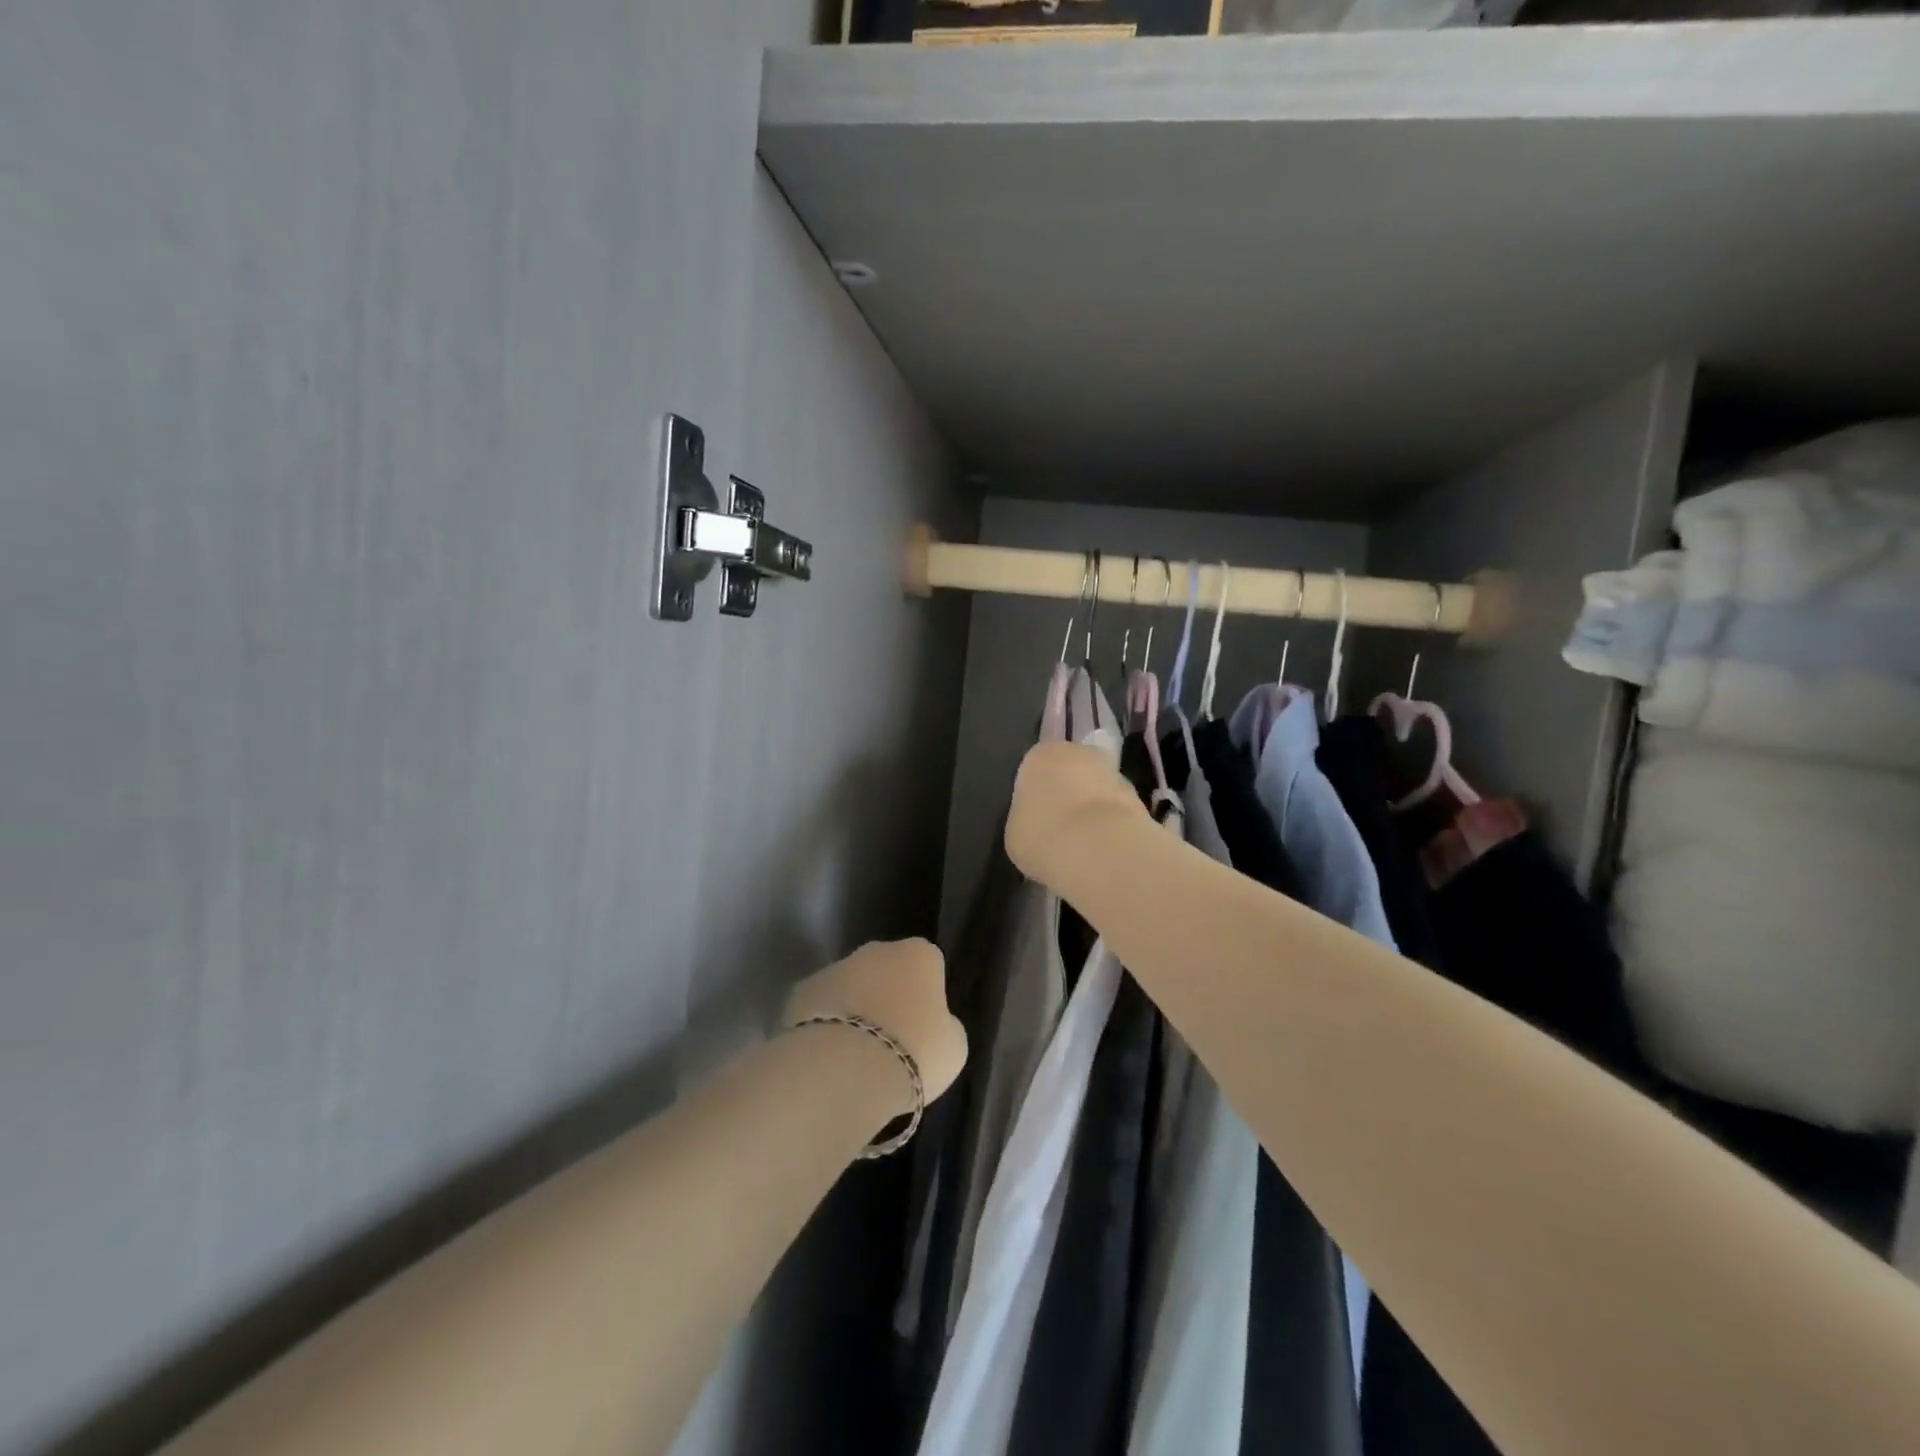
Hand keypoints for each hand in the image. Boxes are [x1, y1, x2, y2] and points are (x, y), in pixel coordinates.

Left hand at [783, 939, 966, 1111]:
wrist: (846, 1069)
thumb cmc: (914, 1052)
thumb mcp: (952, 1045)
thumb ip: (943, 1025)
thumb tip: (928, 1023)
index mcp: (919, 954)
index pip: (929, 965)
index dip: (927, 996)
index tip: (924, 1028)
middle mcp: (876, 950)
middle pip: (887, 970)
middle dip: (887, 997)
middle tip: (890, 1041)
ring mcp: (835, 967)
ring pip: (851, 987)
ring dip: (854, 1011)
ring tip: (856, 1057)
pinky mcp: (801, 991)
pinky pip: (820, 1007)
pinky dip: (824, 1025)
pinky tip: (828, 1057)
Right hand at [1005, 740, 1148, 891]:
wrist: (1097, 848)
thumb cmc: (1042, 835)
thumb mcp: (1015, 832)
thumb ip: (1026, 819)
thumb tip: (1038, 823)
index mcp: (1040, 755)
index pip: (1035, 768)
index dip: (1036, 794)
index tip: (1036, 819)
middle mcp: (1078, 752)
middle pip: (1071, 771)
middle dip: (1068, 794)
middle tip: (1060, 828)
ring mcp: (1113, 772)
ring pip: (1098, 789)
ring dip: (1093, 809)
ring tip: (1084, 845)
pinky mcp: (1139, 797)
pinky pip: (1117, 810)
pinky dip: (1112, 826)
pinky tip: (1104, 851)